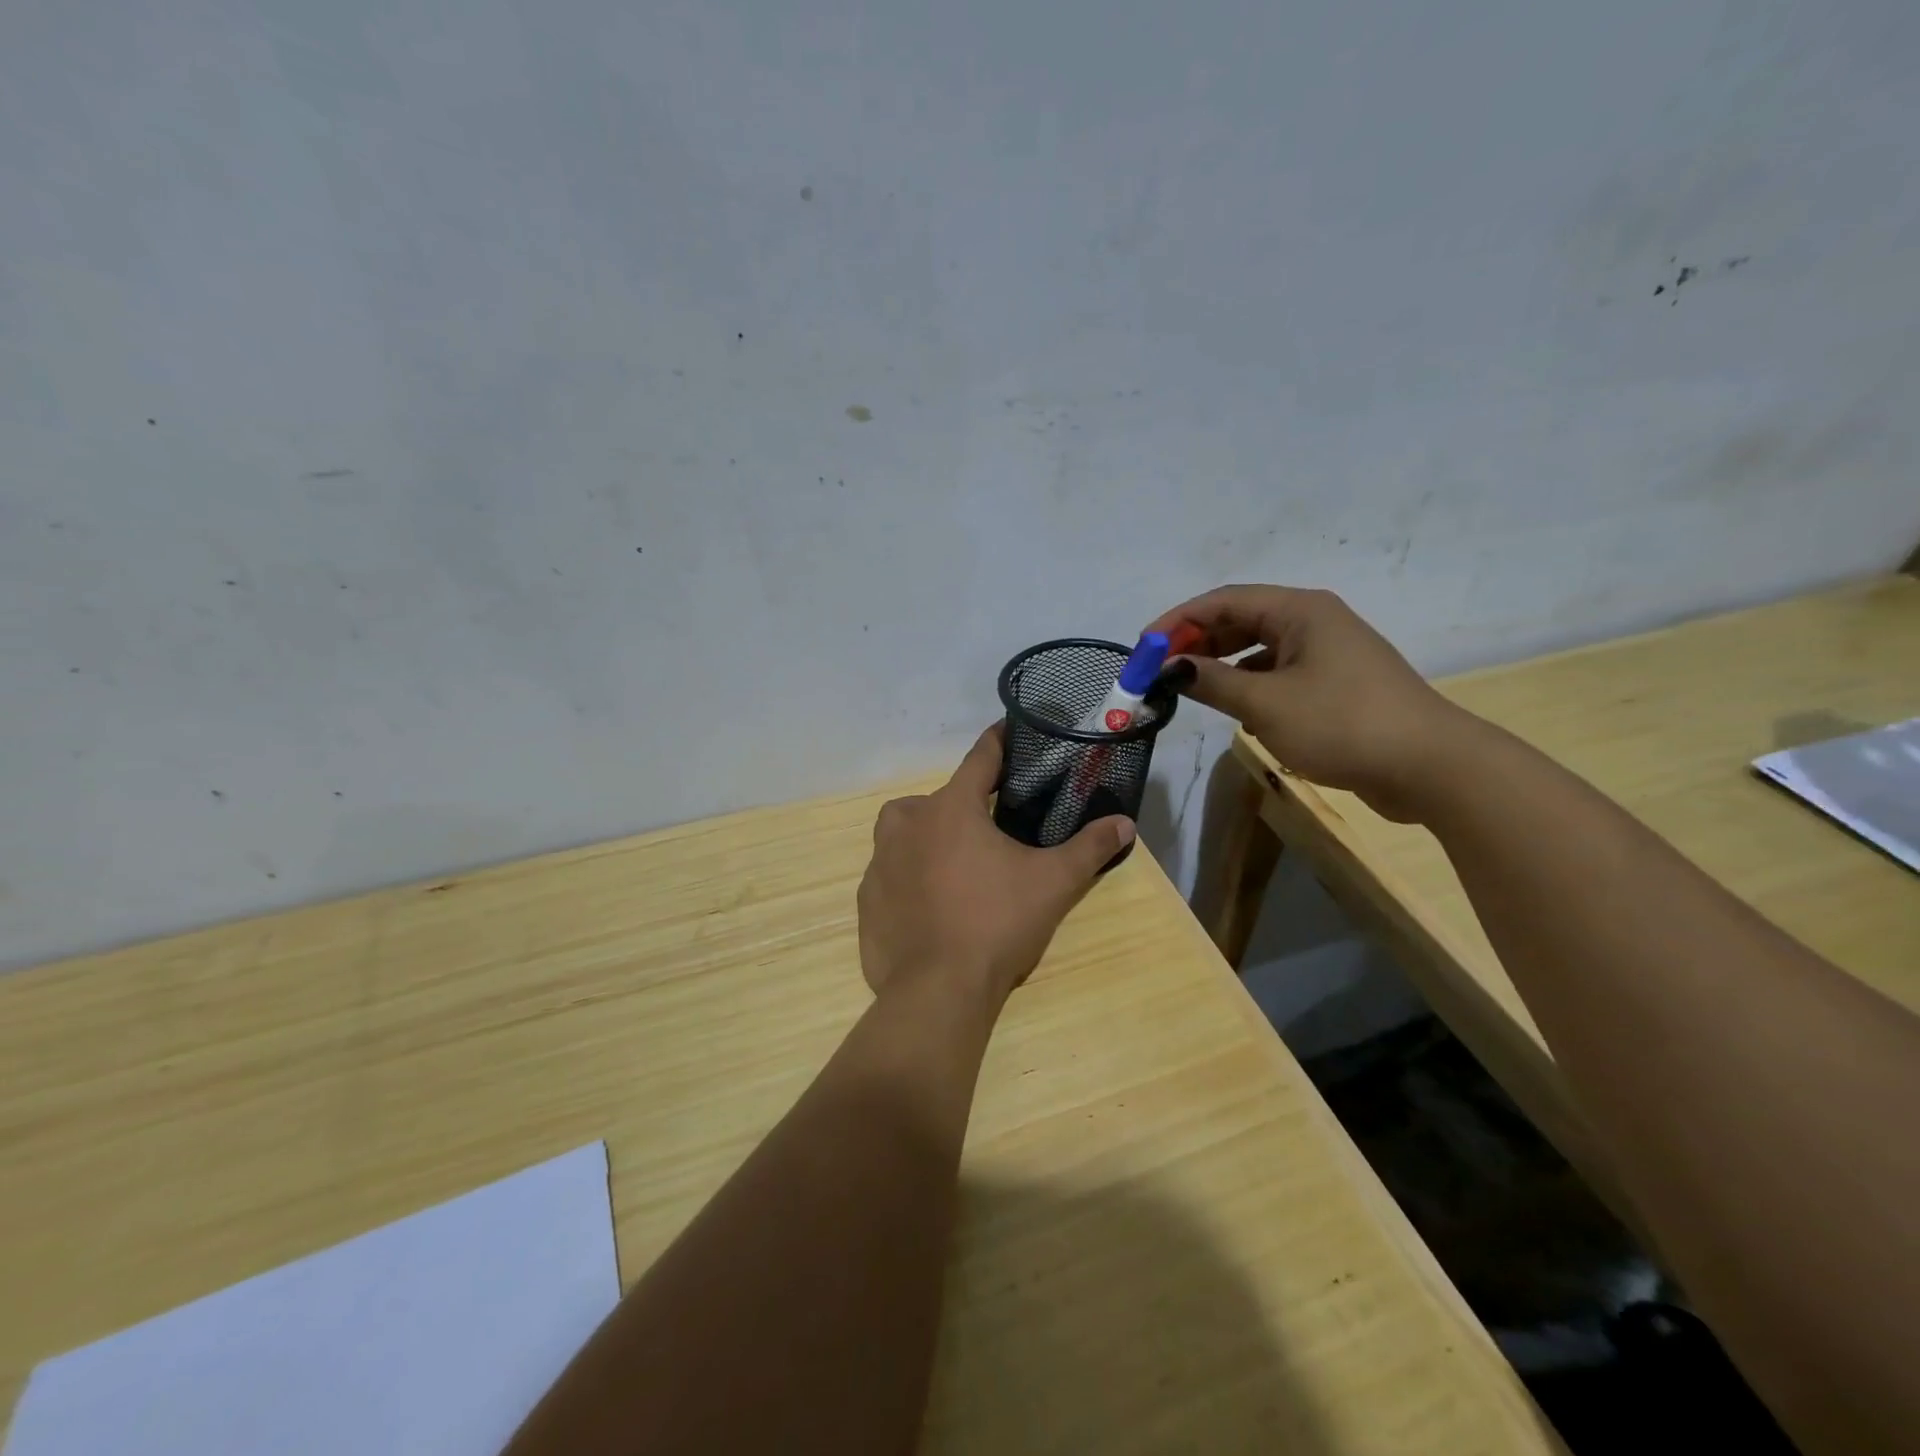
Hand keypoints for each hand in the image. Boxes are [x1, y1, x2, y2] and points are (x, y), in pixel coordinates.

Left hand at [858, 724, 1134, 1009]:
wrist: (937, 990)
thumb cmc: (997, 923)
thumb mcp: (1053, 883)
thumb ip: (1089, 848)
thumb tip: (1125, 824)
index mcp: (951, 808)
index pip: (980, 758)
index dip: (998, 743)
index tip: (1008, 731)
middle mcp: (908, 823)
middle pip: (939, 798)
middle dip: (964, 806)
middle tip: (990, 832)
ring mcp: (880, 860)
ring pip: (905, 831)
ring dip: (928, 837)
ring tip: (957, 865)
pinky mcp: (867, 897)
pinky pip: (890, 873)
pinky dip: (908, 878)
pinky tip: (930, 904)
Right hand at [1146, 586, 1474, 820]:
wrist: (1430, 767)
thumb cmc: (1342, 723)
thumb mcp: (1265, 704)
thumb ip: (1211, 682)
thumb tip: (1171, 668)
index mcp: (1299, 610)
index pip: (1223, 600)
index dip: (1177, 621)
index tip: (1143, 648)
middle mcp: (1314, 622)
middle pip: (1240, 620)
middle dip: (1197, 643)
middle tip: (1161, 671)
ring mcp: (1328, 653)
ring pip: (1259, 649)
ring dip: (1222, 665)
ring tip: (1191, 690)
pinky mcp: (1336, 685)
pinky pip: (1279, 674)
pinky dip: (1250, 685)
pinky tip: (1237, 711)